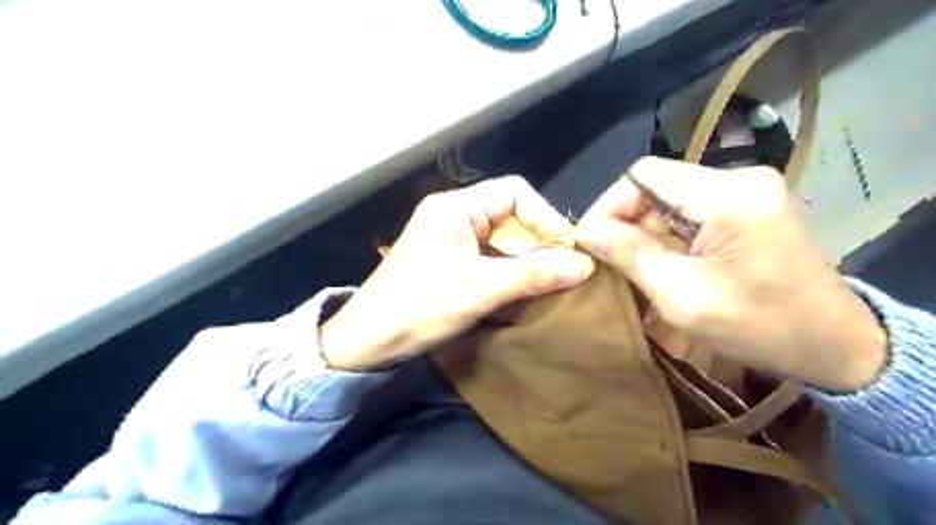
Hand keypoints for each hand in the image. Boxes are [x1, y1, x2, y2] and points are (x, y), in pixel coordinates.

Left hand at [318, 178, 585, 370]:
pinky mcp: (452, 262)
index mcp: (455, 207)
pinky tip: (526, 288)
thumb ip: (533, 274)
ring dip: (527, 258)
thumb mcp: (480, 289)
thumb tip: (584, 265)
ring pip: (503, 238)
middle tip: (563, 270)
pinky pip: (492, 257)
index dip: (544, 216)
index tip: (566, 249)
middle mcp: (455, 216)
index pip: (514, 192)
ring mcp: (452, 240)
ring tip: (551, 281)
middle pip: (511, 215)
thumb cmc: (419, 307)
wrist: (369, 340)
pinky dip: (511, 270)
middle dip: (538, 241)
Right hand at [576, 157, 885, 391]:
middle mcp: (738, 180)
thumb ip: (632, 256)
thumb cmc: (760, 326)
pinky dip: (664, 237)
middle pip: (656, 186)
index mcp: (728, 196)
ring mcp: (744, 192)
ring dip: (642, 232)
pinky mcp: (745, 208)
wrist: (834, 345)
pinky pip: (687, 213)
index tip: (587, 240)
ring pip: (668, 201)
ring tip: (625, 266)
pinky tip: (655, 263)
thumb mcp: (684, 296)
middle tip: (602, 259)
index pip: (643, 176)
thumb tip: (588, 232)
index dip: (608, 205)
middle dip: (623, 222)